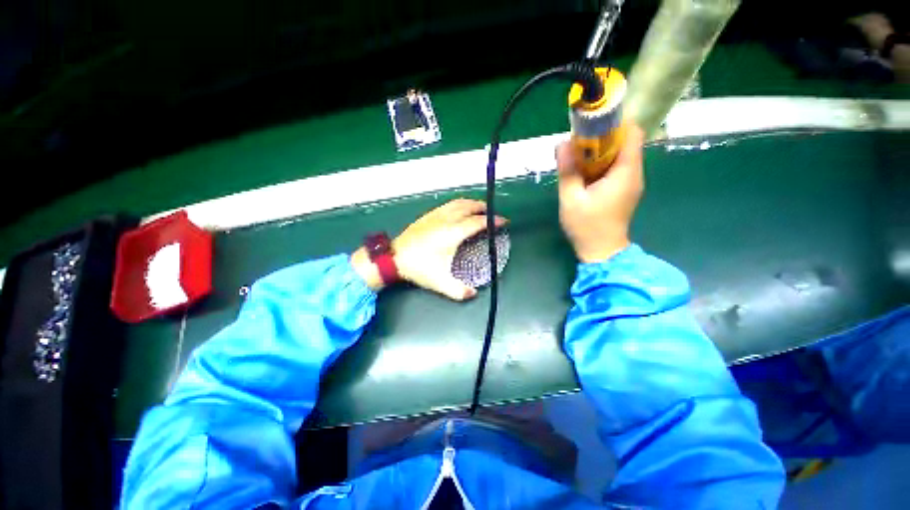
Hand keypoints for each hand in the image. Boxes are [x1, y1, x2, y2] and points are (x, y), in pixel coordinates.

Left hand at [352, 199, 506, 299]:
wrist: (393, 258)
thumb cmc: (418, 268)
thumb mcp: (440, 282)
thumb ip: (458, 290)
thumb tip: (473, 294)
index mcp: (453, 233)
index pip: (477, 222)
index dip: (493, 221)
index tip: (503, 222)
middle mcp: (446, 220)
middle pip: (469, 207)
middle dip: (484, 208)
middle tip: (493, 214)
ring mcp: (436, 215)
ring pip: (458, 203)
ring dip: (471, 203)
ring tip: (479, 209)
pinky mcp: (427, 215)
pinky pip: (448, 204)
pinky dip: (459, 204)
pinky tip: (458, 211)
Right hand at [557, 124, 644, 262]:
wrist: (602, 252)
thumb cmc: (587, 226)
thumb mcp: (571, 199)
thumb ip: (567, 171)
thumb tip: (561, 144)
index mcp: (625, 172)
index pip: (632, 133)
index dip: (614, 124)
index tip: (591, 127)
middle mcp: (634, 173)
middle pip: (625, 142)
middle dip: (602, 138)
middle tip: (577, 145)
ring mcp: (631, 182)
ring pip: (620, 154)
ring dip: (600, 152)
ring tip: (577, 159)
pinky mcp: (624, 190)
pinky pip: (616, 167)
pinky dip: (601, 164)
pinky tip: (584, 174)